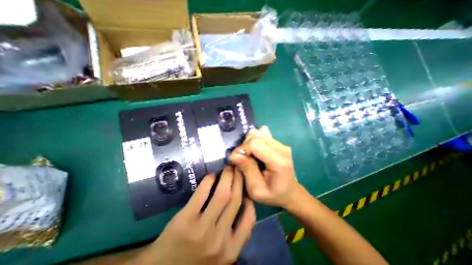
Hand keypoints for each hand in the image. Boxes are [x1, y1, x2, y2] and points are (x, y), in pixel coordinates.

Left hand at [140, 168, 254, 264]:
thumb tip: (243, 203)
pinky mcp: (185, 219)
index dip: (249, 198)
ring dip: (227, 176)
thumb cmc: (194, 260)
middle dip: (239, 180)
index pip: (249, 219)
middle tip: (238, 169)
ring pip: (222, 194)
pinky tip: (211, 175)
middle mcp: (220, 239)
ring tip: (228, 168)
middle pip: (235, 200)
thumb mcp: (221, 255)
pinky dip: (209, 180)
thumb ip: (235, 234)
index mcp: (230, 250)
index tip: (245, 186)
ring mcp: (202, 229)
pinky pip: (202, 193)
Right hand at [231, 125, 299, 209]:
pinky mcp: (277, 142)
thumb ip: (247, 170)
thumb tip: (235, 155)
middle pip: (255, 137)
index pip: (254, 144)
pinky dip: (254, 140)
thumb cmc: (273, 194)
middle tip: (241, 160)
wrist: (289, 192)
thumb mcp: (256, 189)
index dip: (241, 149)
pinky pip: (261, 134)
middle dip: (243, 147)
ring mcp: (280, 143)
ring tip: (248, 156)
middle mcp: (281, 147)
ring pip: (257, 134)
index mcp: (278, 160)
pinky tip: (255, 150)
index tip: (233, 159)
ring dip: (248, 143)